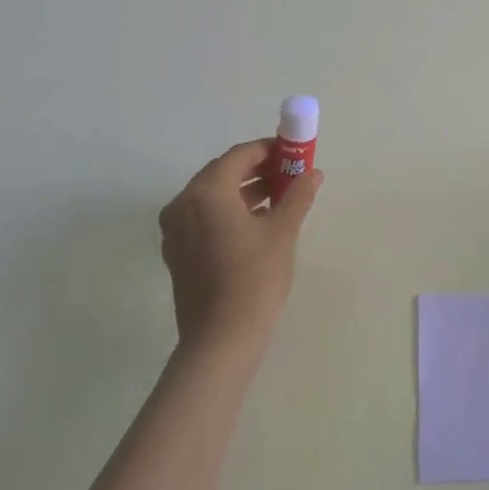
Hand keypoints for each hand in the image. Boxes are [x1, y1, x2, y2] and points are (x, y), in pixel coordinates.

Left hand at [158, 139, 322, 355]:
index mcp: (206, 192)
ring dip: (244, 191)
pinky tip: (255, 224)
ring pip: (212, 196)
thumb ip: (297, 195)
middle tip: (289, 175)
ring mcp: (175, 230)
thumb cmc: (254, 278)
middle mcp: (183, 204)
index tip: (294, 153)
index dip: (268, 149)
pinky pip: (203, 218)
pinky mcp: (177, 252)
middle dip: (256, 170)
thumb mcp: (282, 232)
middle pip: (222, 173)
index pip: (239, 156)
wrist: (221, 339)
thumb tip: (313, 173)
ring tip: (279, 198)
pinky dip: (228, 212)